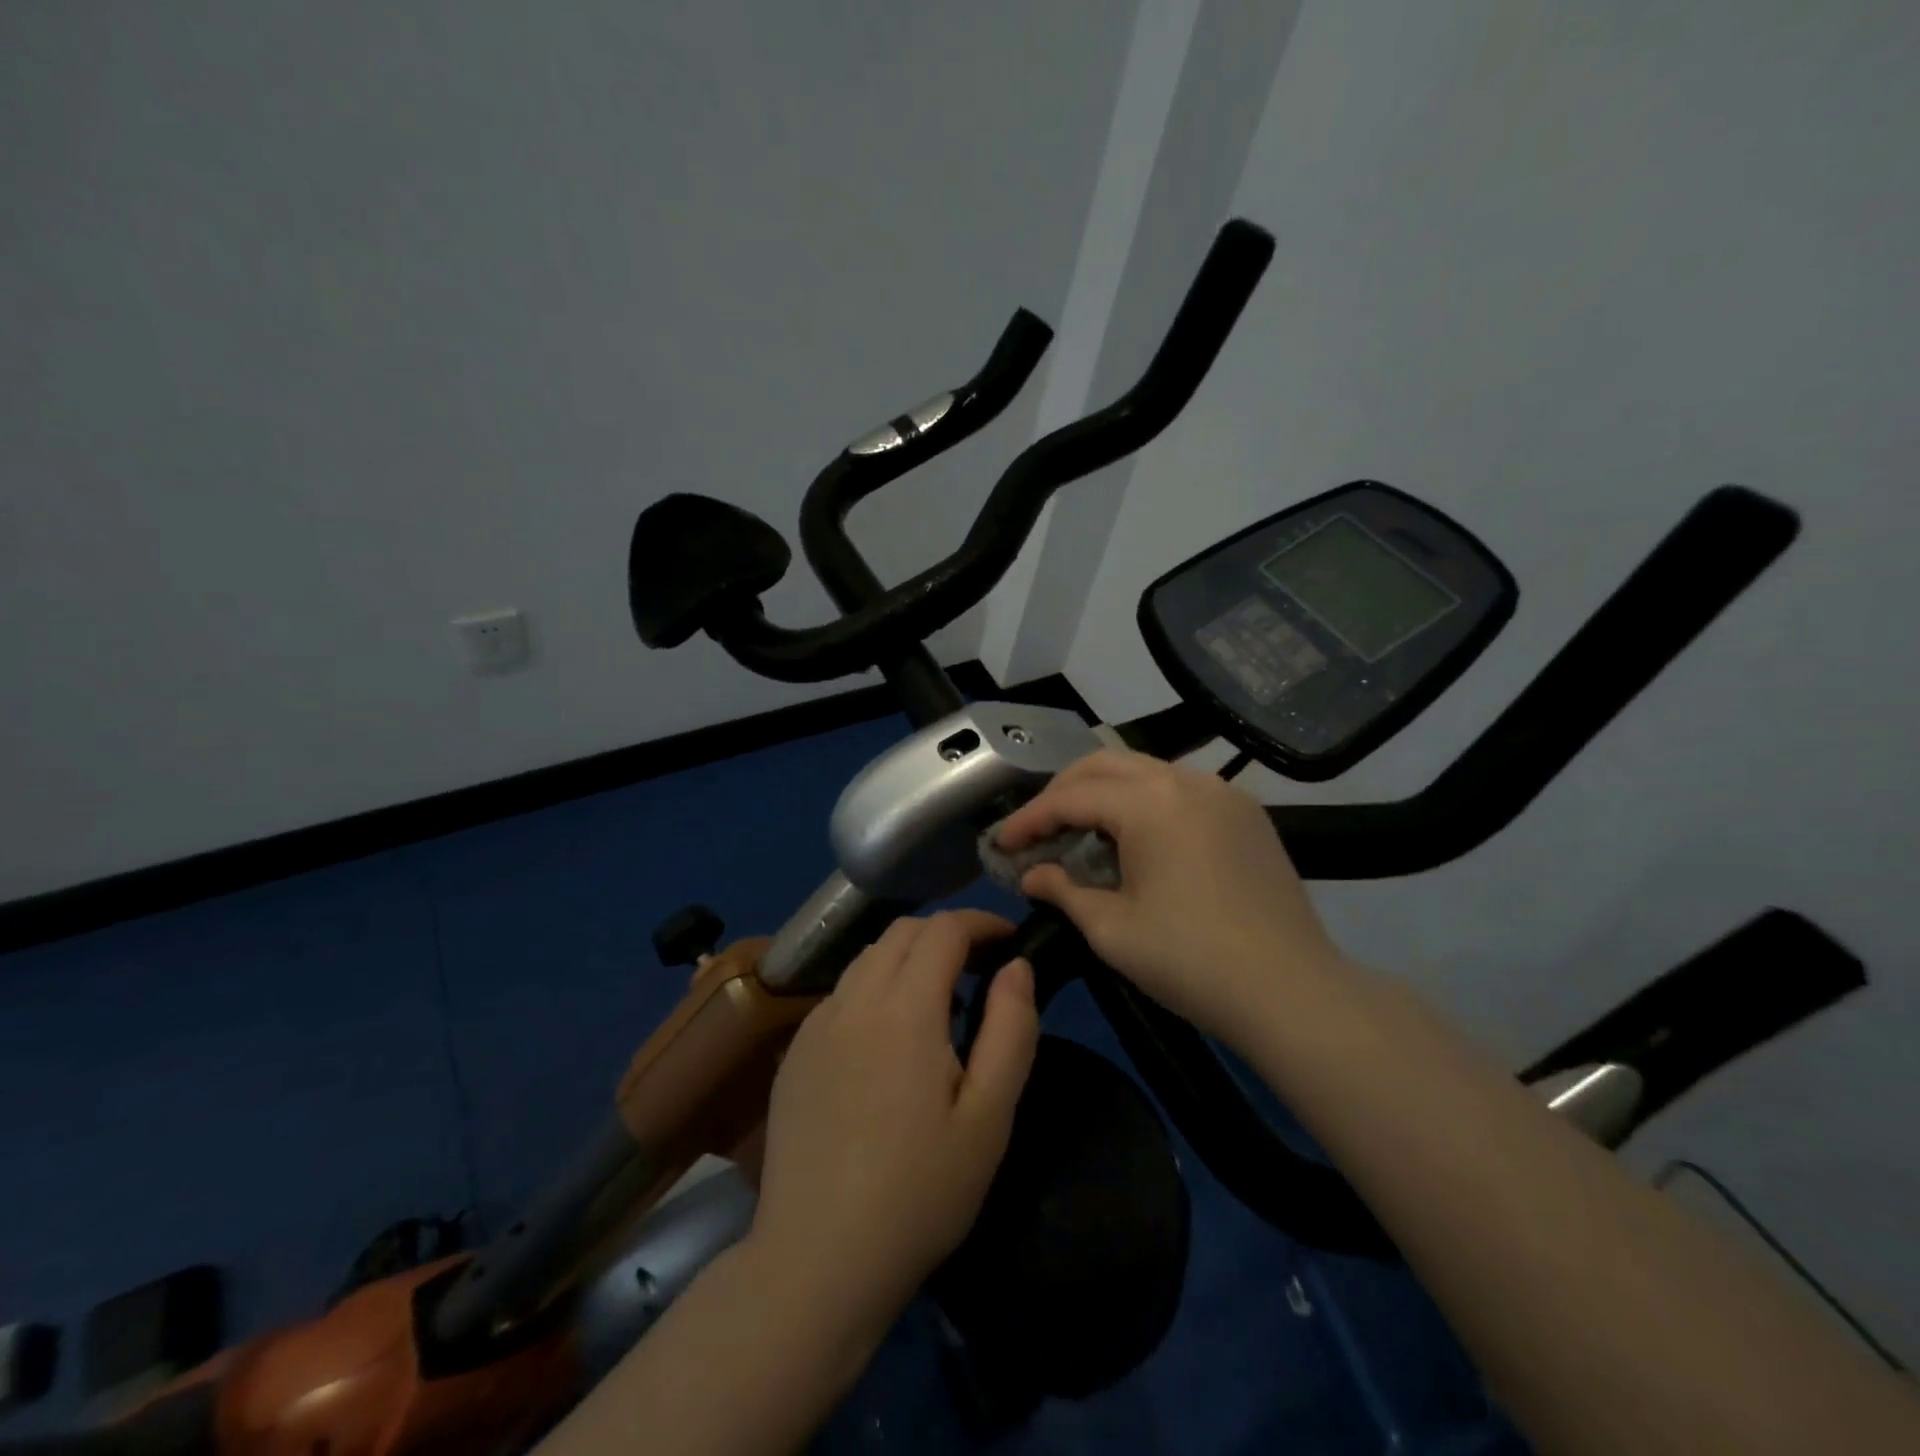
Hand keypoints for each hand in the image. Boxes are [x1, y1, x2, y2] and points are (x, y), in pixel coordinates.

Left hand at [745, 910, 1039, 1346]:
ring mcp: (816, 1024)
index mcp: (904, 1009)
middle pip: (902, 932)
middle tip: (981, 969)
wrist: (817, 1260)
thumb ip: (1011, 1029)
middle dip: (947, 934)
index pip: (944, 929)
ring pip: (867, 957)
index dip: (981, 922)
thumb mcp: (989, 1118)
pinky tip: (889, 1038)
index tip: (1010, 940)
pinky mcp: (795, 1051)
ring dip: (909, 957)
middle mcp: (854, 1000)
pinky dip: (876, 986)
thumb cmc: (920, 1192)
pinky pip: (842, 992)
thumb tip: (1017, 966)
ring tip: (940, 1003)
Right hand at [997, 748, 1347, 1042]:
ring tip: (1081, 831)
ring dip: (1105, 793)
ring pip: (1146, 771)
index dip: (1030, 818)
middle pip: (1106, 765)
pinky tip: (1136, 838)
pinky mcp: (1247, 813)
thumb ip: (1063, 891)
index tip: (1002, 843)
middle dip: (1063, 791)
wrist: (1292, 991)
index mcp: (1150, 802)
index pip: (1072, 797)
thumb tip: (1032, 875)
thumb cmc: (1191, 960)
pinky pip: (1180, 790)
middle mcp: (1187, 780)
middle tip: (1037, 829)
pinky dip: (1145, 802)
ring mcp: (1223, 792)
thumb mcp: (1111, 929)